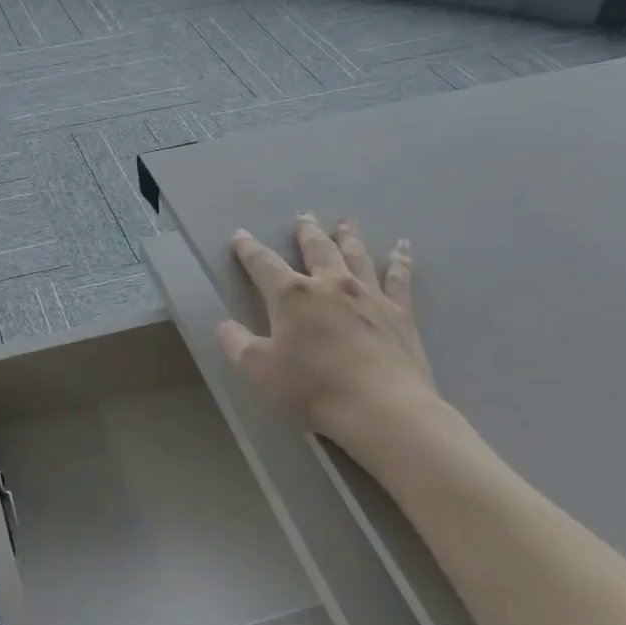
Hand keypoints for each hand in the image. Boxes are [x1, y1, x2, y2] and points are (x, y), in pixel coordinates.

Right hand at [217, 214, 436, 439]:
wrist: (381, 408)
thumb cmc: (313, 389)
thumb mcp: (259, 371)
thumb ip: (238, 345)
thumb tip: (224, 325)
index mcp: (292, 296)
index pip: (263, 264)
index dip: (248, 249)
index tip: (240, 235)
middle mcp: (330, 285)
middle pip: (316, 249)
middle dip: (306, 232)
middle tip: (303, 216)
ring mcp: (369, 296)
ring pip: (356, 256)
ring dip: (348, 236)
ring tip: (345, 222)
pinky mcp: (399, 313)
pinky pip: (398, 279)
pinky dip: (399, 261)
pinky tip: (401, 248)